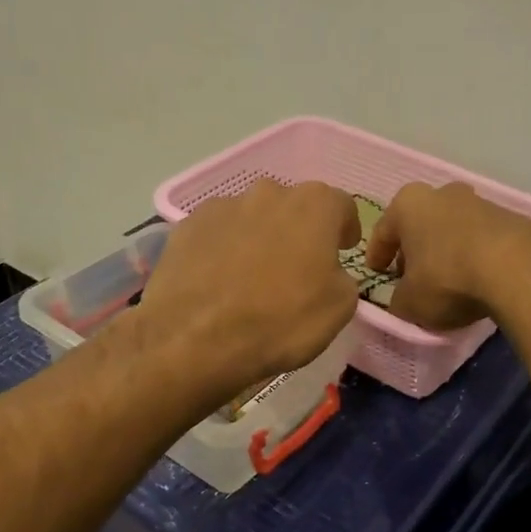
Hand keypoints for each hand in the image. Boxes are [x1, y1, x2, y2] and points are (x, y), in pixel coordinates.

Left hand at [139, 180, 361, 403]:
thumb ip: (342, 277)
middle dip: (299, 232)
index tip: (342, 250)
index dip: (344, 229)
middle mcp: (268, 192)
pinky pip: (217, 234)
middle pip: (293, 207)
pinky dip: (224, 251)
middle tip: (297, 269)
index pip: (340, 205)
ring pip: (252, 218)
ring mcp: (222, 206)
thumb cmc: (281, 320)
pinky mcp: (186, 227)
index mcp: (313, 205)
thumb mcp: (339, 308)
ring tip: (252, 279)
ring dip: (260, 239)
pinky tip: (220, 283)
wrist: (196, 339)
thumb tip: (328, 272)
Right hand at [366, 182, 530, 331]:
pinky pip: (482, 240)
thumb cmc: (447, 278)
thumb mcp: (410, 302)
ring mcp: (480, 202)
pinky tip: (477, 280)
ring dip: (447, 252)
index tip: (376, 273)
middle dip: (415, 250)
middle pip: (421, 225)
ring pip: (453, 230)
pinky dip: (475, 256)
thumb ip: (398, 301)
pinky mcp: (511, 218)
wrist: (517, 268)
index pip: (383, 231)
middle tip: (411, 277)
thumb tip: (402, 301)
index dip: (377, 255)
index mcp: (408, 204)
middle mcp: (443, 194)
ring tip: (448, 282)